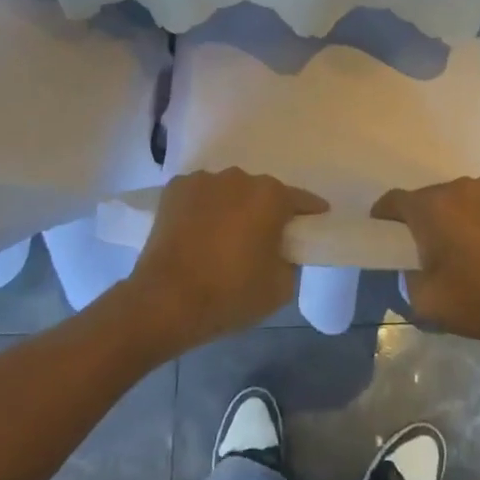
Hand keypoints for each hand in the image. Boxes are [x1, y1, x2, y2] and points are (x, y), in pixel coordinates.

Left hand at [126, 169, 328, 352]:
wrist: (164, 301)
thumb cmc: (229, 294)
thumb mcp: (280, 287)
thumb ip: (290, 261)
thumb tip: (282, 251)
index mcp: (270, 196)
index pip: (301, 200)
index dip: (310, 213)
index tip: (315, 222)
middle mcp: (239, 178)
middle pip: (262, 193)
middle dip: (265, 212)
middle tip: (262, 240)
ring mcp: (204, 180)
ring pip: (228, 192)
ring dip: (232, 208)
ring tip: (223, 238)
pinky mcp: (175, 189)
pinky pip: (200, 196)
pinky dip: (203, 209)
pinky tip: (197, 233)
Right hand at [372, 175, 479, 350]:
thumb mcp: (429, 303)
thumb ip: (407, 278)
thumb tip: (412, 263)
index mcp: (432, 208)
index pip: (394, 201)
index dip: (385, 217)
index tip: (386, 235)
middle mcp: (459, 185)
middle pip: (431, 198)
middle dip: (427, 221)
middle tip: (436, 252)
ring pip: (462, 197)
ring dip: (459, 215)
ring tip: (476, 248)